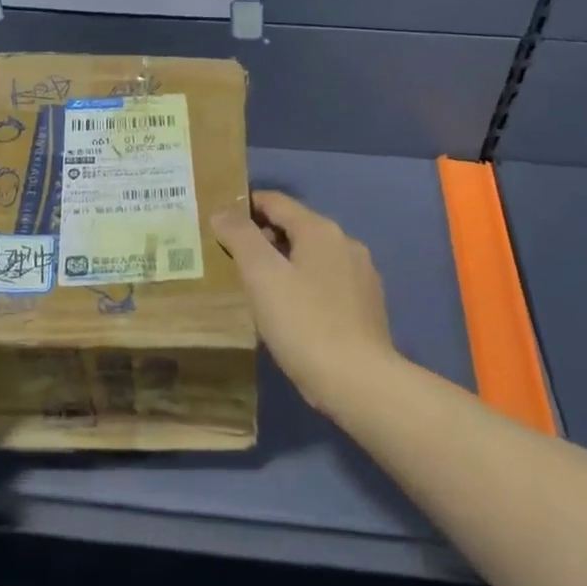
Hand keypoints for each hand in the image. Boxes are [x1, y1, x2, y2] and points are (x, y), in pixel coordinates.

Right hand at [211, 191, 397, 416]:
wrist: (359, 383)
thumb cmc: (304, 323)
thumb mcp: (261, 276)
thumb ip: (240, 236)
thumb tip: (222, 211)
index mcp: (321, 230)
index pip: (275, 202)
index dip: (244, 206)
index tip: (219, 222)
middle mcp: (346, 243)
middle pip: (295, 227)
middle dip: (263, 237)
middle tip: (232, 259)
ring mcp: (361, 274)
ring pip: (312, 256)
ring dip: (284, 262)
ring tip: (258, 287)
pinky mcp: (367, 305)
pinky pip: (327, 281)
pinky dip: (304, 284)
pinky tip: (291, 310)